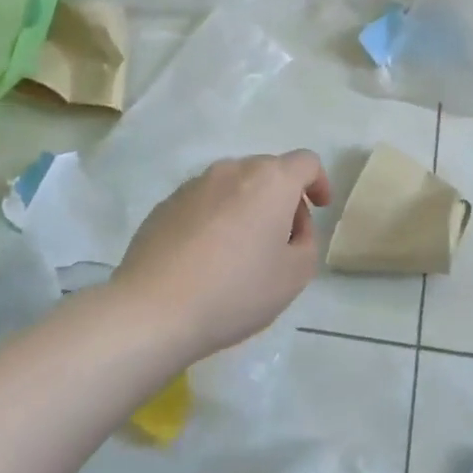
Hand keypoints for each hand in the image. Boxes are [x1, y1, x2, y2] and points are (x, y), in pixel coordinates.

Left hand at [113, 152, 330, 357]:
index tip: (319, 208)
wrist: (153, 309)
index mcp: (271, 181)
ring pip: (234, 186)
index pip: (306, 162)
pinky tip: (206, 258)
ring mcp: (194, 184)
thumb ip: (306, 242)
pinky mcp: (165, 204)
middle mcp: (233, 170)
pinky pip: (203, 202)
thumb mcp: (294, 276)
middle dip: (282, 198)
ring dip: (247, 207)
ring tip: (241, 252)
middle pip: (268, 172)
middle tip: (282, 240)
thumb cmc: (235, 291)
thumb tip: (291, 226)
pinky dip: (215, 218)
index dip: (318, 182)